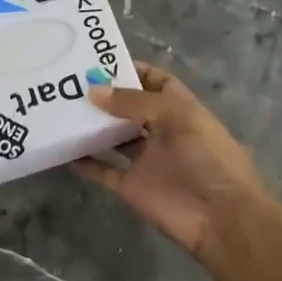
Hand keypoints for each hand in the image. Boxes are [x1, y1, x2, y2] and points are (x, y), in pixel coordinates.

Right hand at [74, 62, 274, 262]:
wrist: (222, 218)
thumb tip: (93, 91)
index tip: (98, 63)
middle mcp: (161, 131)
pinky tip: (62, 150)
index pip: (155, 82)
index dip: (132, 70)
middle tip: (69, 83)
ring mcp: (145, 160)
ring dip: (91, 126)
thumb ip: (134, 102)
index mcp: (179, 109)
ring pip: (112, 138)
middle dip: (104, 96)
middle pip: (128, 108)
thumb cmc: (208, 157)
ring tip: (60, 110)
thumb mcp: (177, 117)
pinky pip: (103, 170)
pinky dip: (84, 162)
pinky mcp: (131, 186)